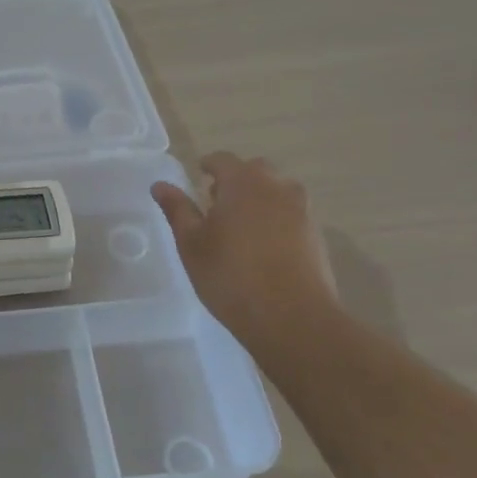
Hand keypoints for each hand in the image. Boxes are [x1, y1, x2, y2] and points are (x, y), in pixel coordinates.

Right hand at [151, 153, 337, 337]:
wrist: (292, 317)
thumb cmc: (230, 275)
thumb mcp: (192, 243)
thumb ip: (177, 210)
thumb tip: (160, 185)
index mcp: (242, 183)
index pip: (223, 160)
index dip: (207, 165)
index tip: (197, 176)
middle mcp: (276, 188)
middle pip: (255, 170)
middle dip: (235, 179)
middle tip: (216, 203)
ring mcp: (302, 211)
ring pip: (277, 191)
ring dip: (259, 198)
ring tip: (241, 226)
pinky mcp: (316, 235)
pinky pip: (291, 214)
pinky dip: (276, 219)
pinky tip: (263, 246)